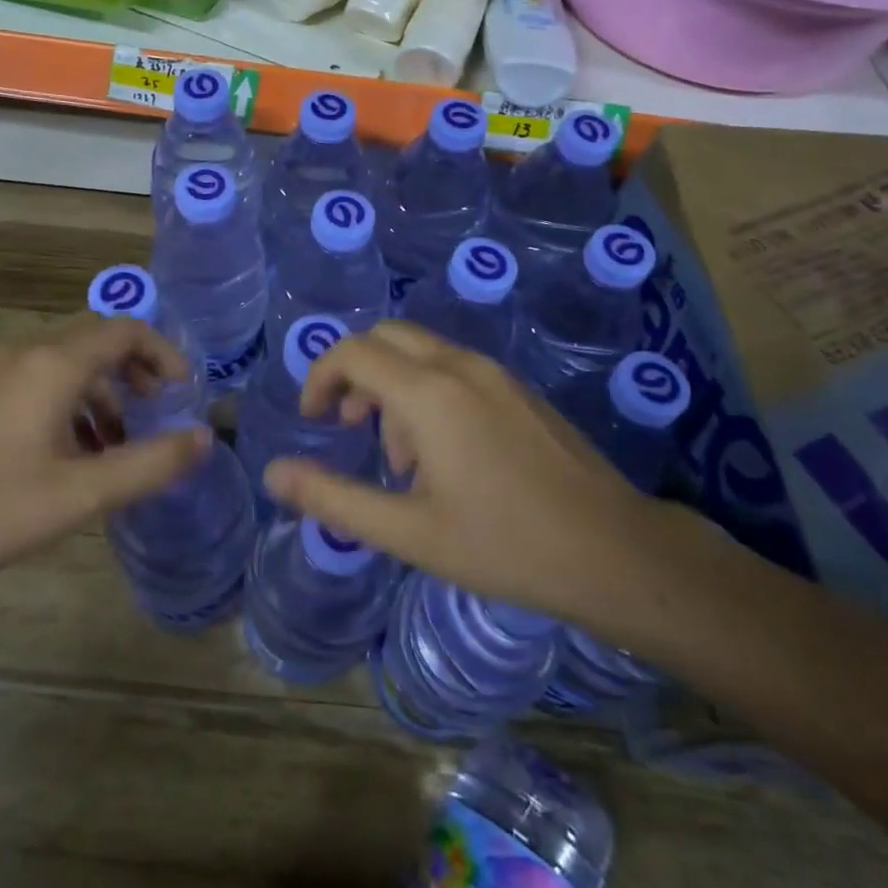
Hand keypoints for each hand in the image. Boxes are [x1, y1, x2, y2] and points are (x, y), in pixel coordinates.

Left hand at [0, 314, 210, 590]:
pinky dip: (73, 400)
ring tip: (120, 443)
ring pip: (69, 360)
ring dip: (105, 389)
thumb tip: (205, 439)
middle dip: (136, 368)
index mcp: (53, 365)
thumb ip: (151, 464)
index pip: (125, 331)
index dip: (163, 353)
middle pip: (97, 338)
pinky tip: (75, 451)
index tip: (183, 392)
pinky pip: (42, 378)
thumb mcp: (83, 494)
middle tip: (159, 409)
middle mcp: (26, 353)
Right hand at [263, 322, 678, 643]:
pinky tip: (445, 455)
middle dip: (355, 374)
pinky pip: (454, 368)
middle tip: (349, 428)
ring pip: (421, 352)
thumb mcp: (408, 532)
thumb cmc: (504, 544)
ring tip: (402, 461)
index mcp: (429, 393)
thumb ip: (334, 498)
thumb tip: (274, 473)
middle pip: (386, 337)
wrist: (614, 550)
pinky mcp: (518, 388)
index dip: (320, 377)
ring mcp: (495, 373)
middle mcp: (459, 366)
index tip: (314, 421)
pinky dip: (427, 391)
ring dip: (393, 387)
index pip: (353, 352)